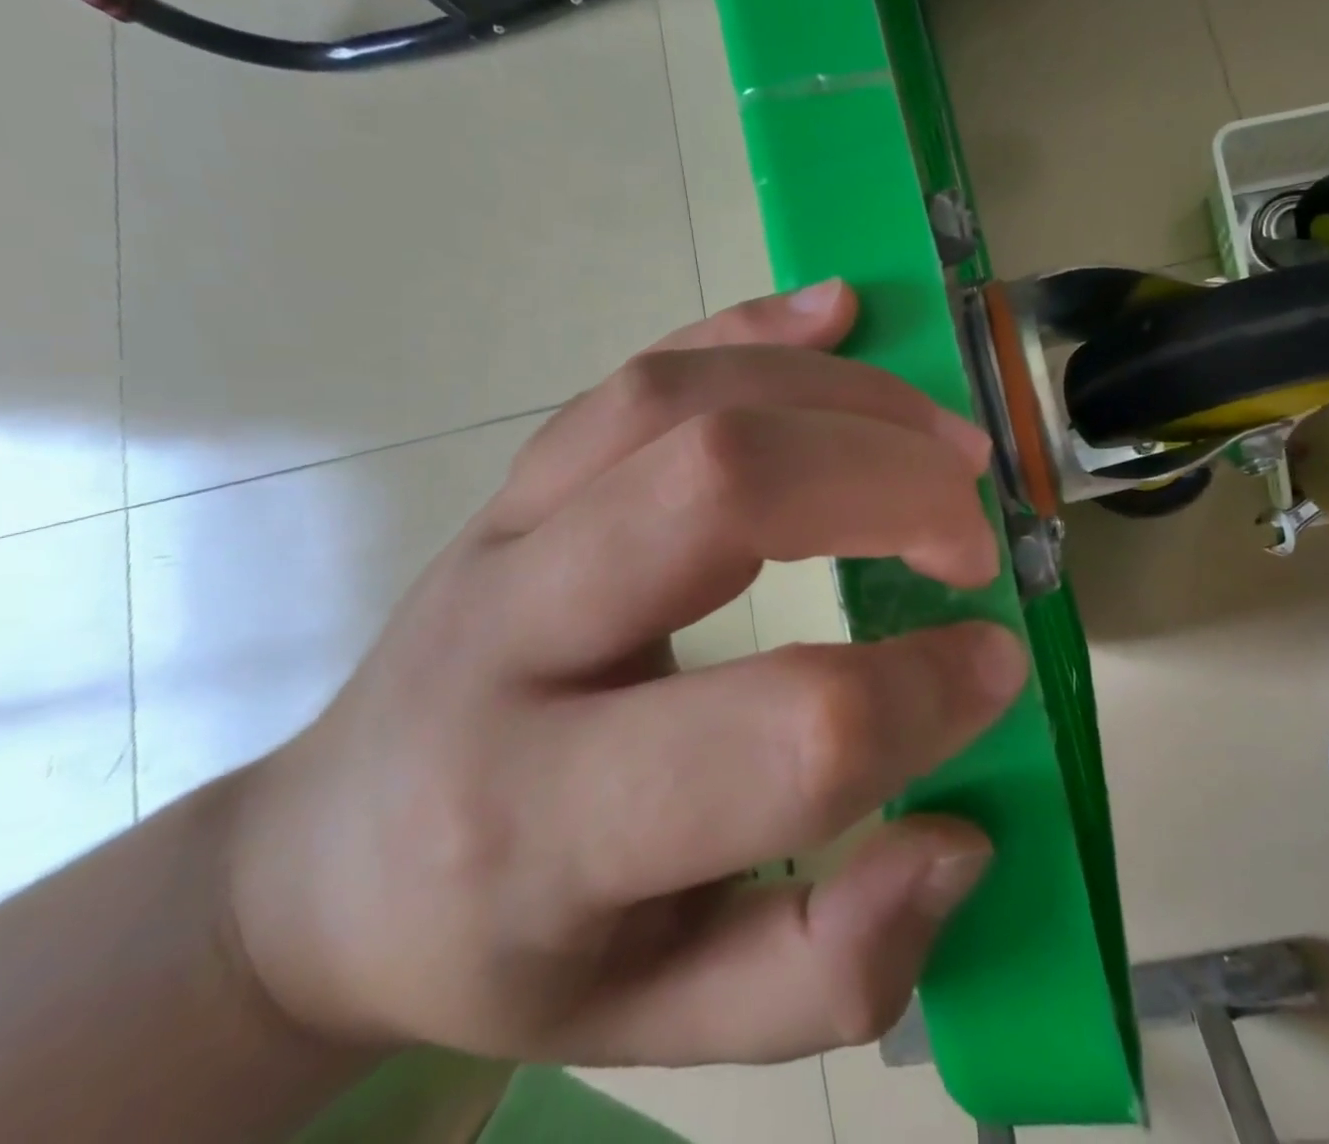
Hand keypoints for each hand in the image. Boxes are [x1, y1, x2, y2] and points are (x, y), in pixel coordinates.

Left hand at [223, 280, 1025, 1067]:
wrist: (333, 859)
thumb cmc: (506, 948)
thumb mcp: (660, 1018)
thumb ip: (826, 966)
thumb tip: (959, 839)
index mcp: (544, 815)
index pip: (779, 725)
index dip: (922, 693)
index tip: (996, 663)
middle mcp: (512, 637)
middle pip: (719, 489)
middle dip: (887, 486)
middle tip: (971, 526)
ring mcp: (507, 529)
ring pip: (682, 400)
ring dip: (842, 398)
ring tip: (942, 436)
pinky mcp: (523, 479)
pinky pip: (642, 373)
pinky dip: (753, 327)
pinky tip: (836, 311)